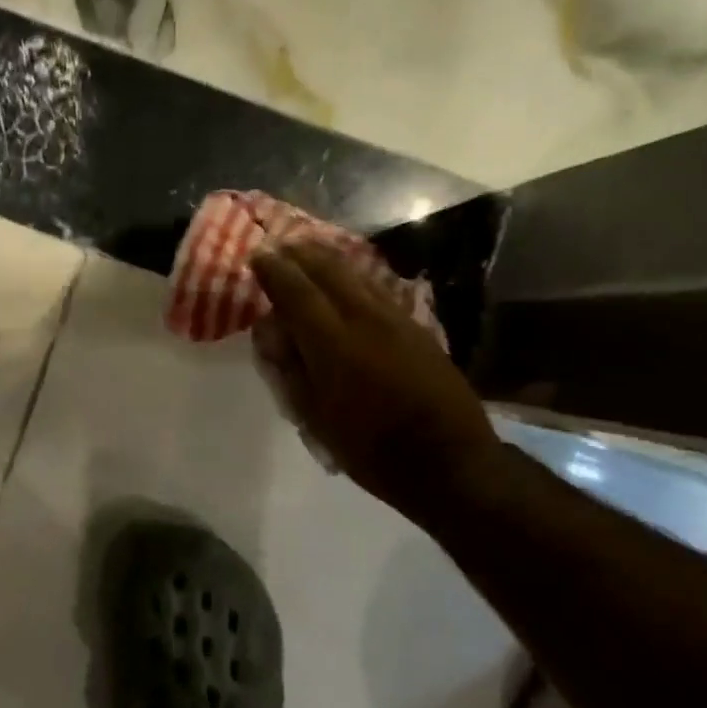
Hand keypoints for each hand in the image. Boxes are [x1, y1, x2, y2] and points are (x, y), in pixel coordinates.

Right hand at [251, 241, 503, 520]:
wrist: (449, 461)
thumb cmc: (370, 448)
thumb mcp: (314, 416)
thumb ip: (289, 367)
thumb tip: (270, 329)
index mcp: (332, 342)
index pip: (296, 291)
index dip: (274, 270)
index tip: (257, 256)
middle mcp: (364, 318)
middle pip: (328, 270)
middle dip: (300, 254)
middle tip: (280, 246)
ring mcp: (395, 319)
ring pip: (356, 274)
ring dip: (327, 259)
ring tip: (308, 251)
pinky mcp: (416, 326)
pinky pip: (376, 287)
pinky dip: (353, 275)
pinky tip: (347, 278)